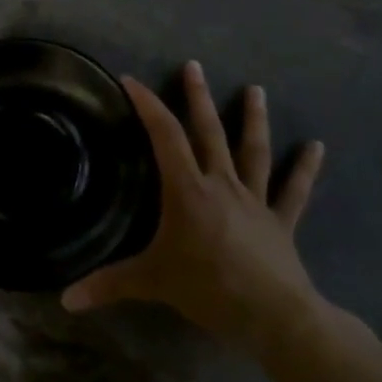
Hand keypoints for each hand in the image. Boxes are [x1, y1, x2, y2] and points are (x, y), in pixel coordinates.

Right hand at [61, 62, 326, 355]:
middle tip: (194, 66)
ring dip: (253, 120)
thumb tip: (65, 300)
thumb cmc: (208, 289)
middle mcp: (221, 184)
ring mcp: (254, 200)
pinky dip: (304, 169)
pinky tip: (317, 147)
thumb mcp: (152, 282)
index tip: (132, 81)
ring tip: (256, 90)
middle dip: (198, 98)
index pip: (165, 137)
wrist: (274, 315)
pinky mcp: (280, 221)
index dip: (148, 106)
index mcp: (188, 190)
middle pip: (209, 132)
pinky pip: (293, 191)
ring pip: (253, 151)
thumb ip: (108, 285)